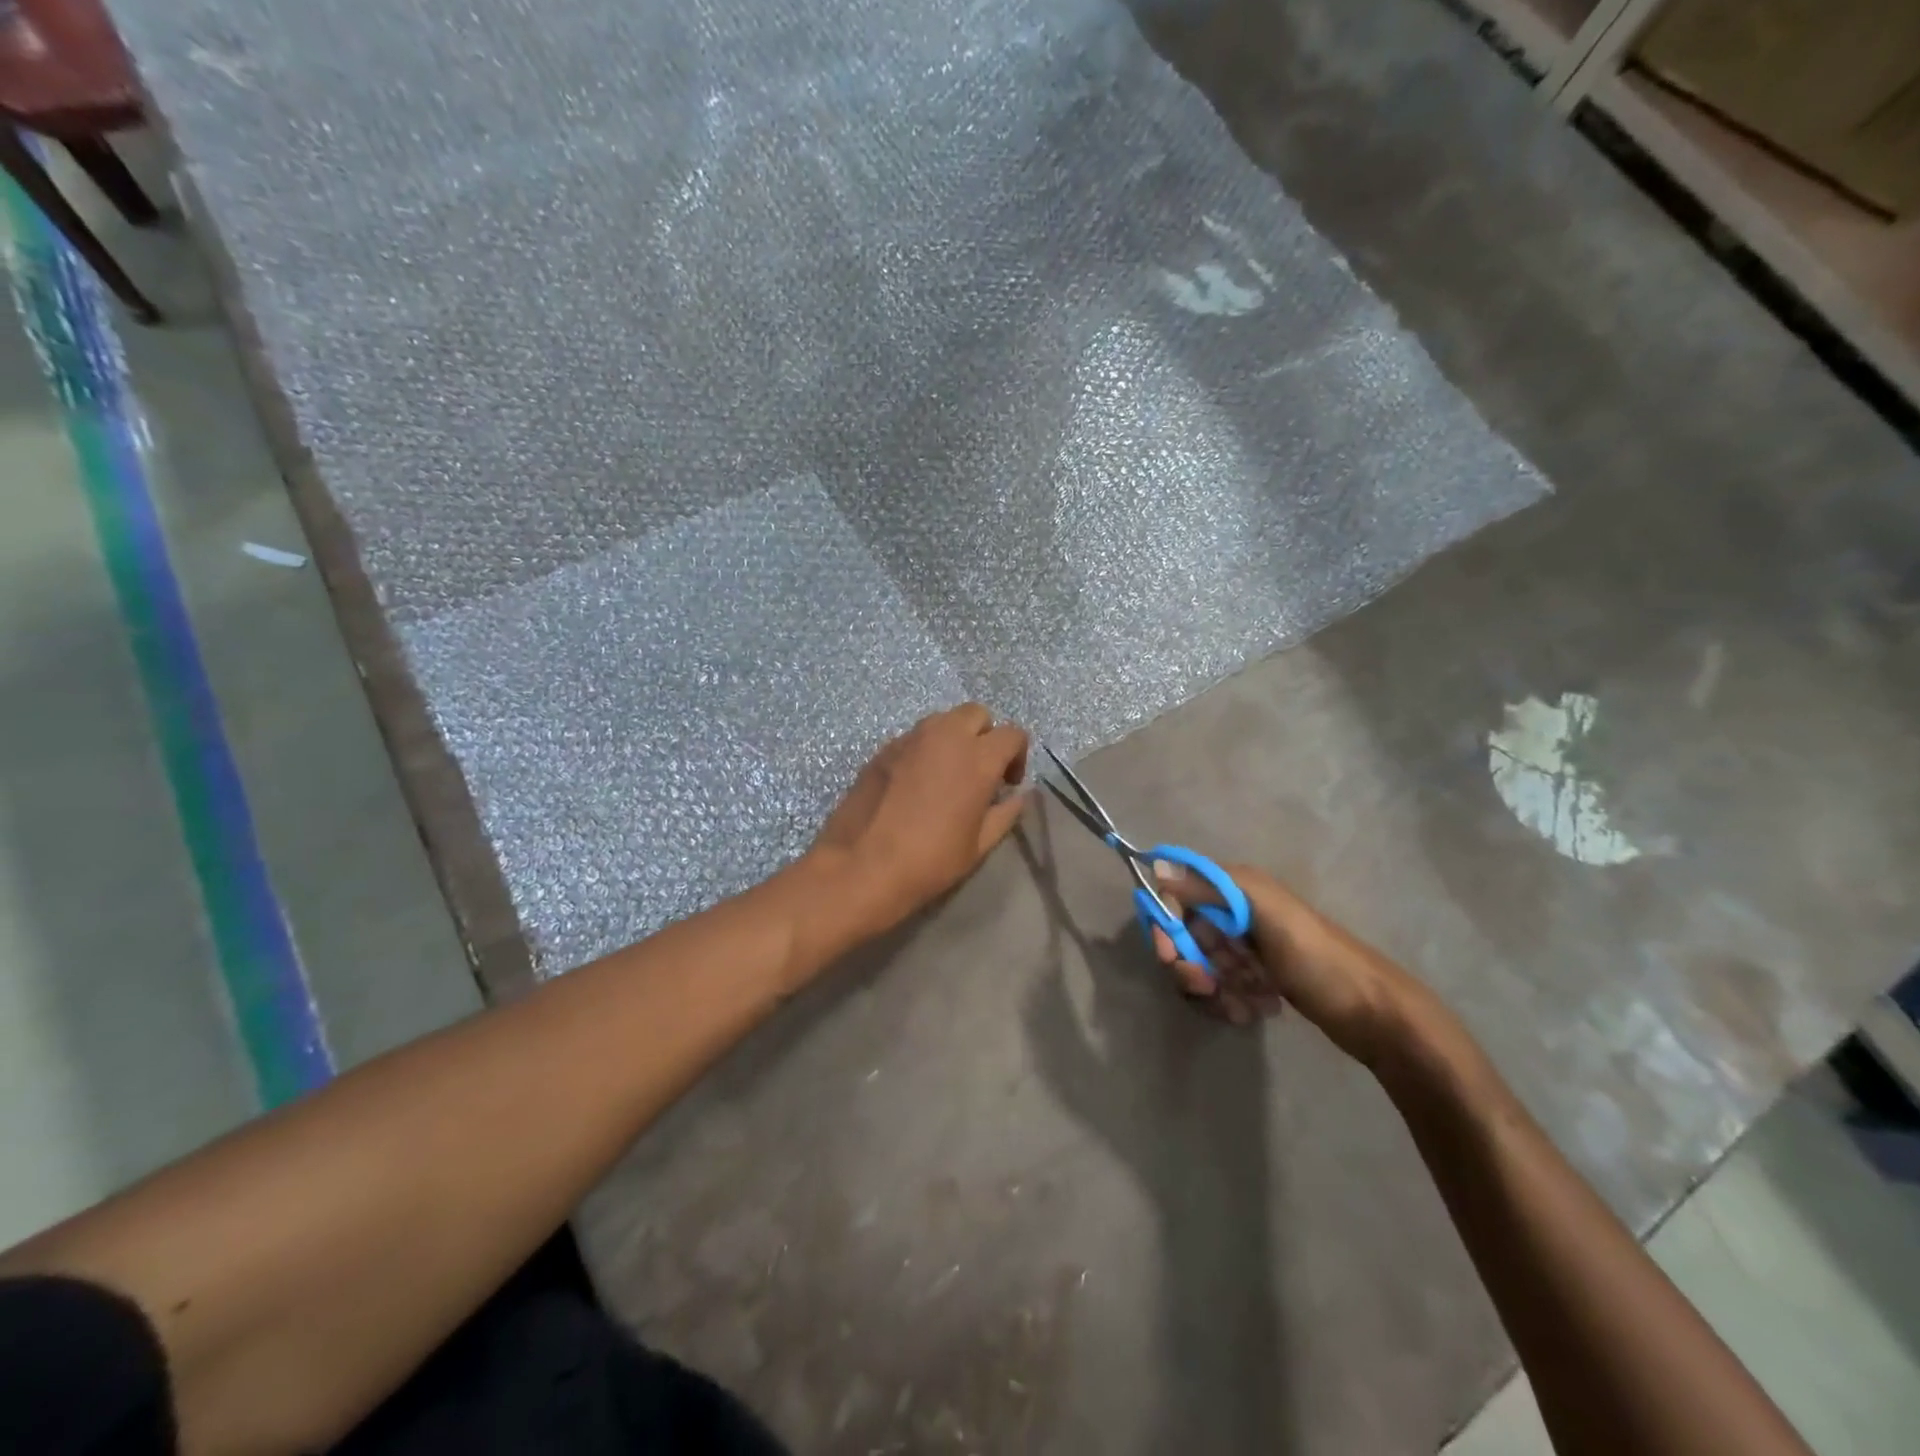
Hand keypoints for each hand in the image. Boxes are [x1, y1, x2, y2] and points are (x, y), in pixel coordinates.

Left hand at [808, 704, 1029, 935]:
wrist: (861, 865)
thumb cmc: (929, 861)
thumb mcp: (978, 846)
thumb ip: (1004, 814)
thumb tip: (1016, 797)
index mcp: (977, 758)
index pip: (1012, 733)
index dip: (1017, 755)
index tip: (1008, 783)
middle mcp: (945, 736)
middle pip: (976, 714)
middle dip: (984, 735)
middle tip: (979, 770)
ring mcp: (910, 739)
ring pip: (942, 720)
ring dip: (953, 737)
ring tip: (946, 774)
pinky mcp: (883, 749)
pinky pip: (914, 737)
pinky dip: (923, 750)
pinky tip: (914, 783)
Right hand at [1149, 862, 1416, 1060]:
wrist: (1375, 1015)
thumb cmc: (1319, 961)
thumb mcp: (1268, 916)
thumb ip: (1212, 888)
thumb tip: (1158, 866)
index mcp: (1236, 888)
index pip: (1177, 895)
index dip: (1166, 925)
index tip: (1169, 955)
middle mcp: (1235, 912)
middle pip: (1184, 935)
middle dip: (1189, 965)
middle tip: (1207, 987)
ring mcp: (1245, 947)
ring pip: (1199, 965)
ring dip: (1211, 989)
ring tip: (1243, 1006)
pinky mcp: (1255, 977)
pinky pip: (1219, 987)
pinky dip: (1228, 1001)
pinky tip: (1254, 1011)